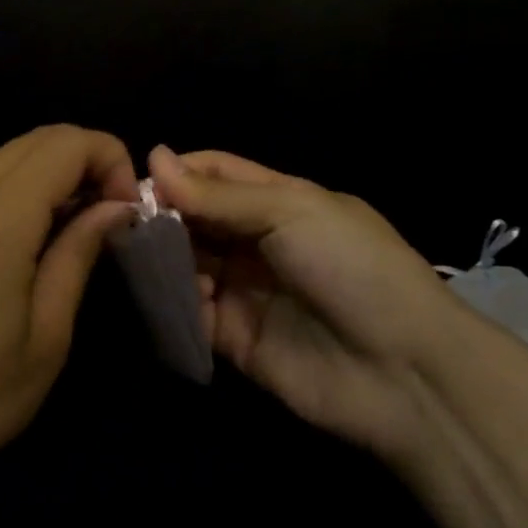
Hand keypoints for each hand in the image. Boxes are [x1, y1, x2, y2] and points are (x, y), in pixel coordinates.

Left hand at [0, 126, 138, 504]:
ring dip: (57, 172)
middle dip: (89, 160)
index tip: (130, 212)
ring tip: (81, 228)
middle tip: (113, 216)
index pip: (68, 142)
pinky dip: (26, 187)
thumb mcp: (47, 335)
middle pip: (41, 138)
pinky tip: (37, 237)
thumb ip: (79, 253)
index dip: (111, 160)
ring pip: (13, 154)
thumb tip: (115, 205)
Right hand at [148, 145, 461, 457]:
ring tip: (139, 256)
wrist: (404, 371)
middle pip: (195, 217)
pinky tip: (166, 295)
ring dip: (163, 257)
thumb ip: (218, 194)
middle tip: (124, 220)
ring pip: (187, 262)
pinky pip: (192, 313)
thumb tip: (154, 156)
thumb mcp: (290, 211)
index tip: (136, 179)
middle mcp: (257, 240)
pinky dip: (174, 303)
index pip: (215, 173)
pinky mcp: (234, 338)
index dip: (178, 172)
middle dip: (163, 214)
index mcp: (278, 200)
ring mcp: (245, 290)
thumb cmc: (351, 267)